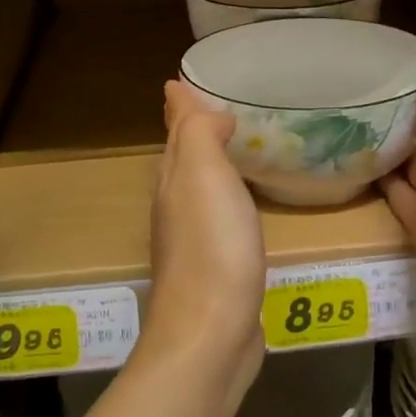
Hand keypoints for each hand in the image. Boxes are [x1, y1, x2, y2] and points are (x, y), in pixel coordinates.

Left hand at [146, 82, 266, 394]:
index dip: (181, 107)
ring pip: (199, 189)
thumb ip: (198, 135)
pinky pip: (220, 220)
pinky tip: (242, 205)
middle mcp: (176, 206)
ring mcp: (193, 242)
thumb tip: (207, 112)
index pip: (175, 133)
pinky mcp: (215, 270)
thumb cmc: (212, 248)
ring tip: (231, 148)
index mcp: (173, 181)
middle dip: (192, 132)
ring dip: (210, 165)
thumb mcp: (202, 175)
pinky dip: (228, 201)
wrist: (210, 335)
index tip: (185, 82)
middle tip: (214, 109)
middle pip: (182, 159)